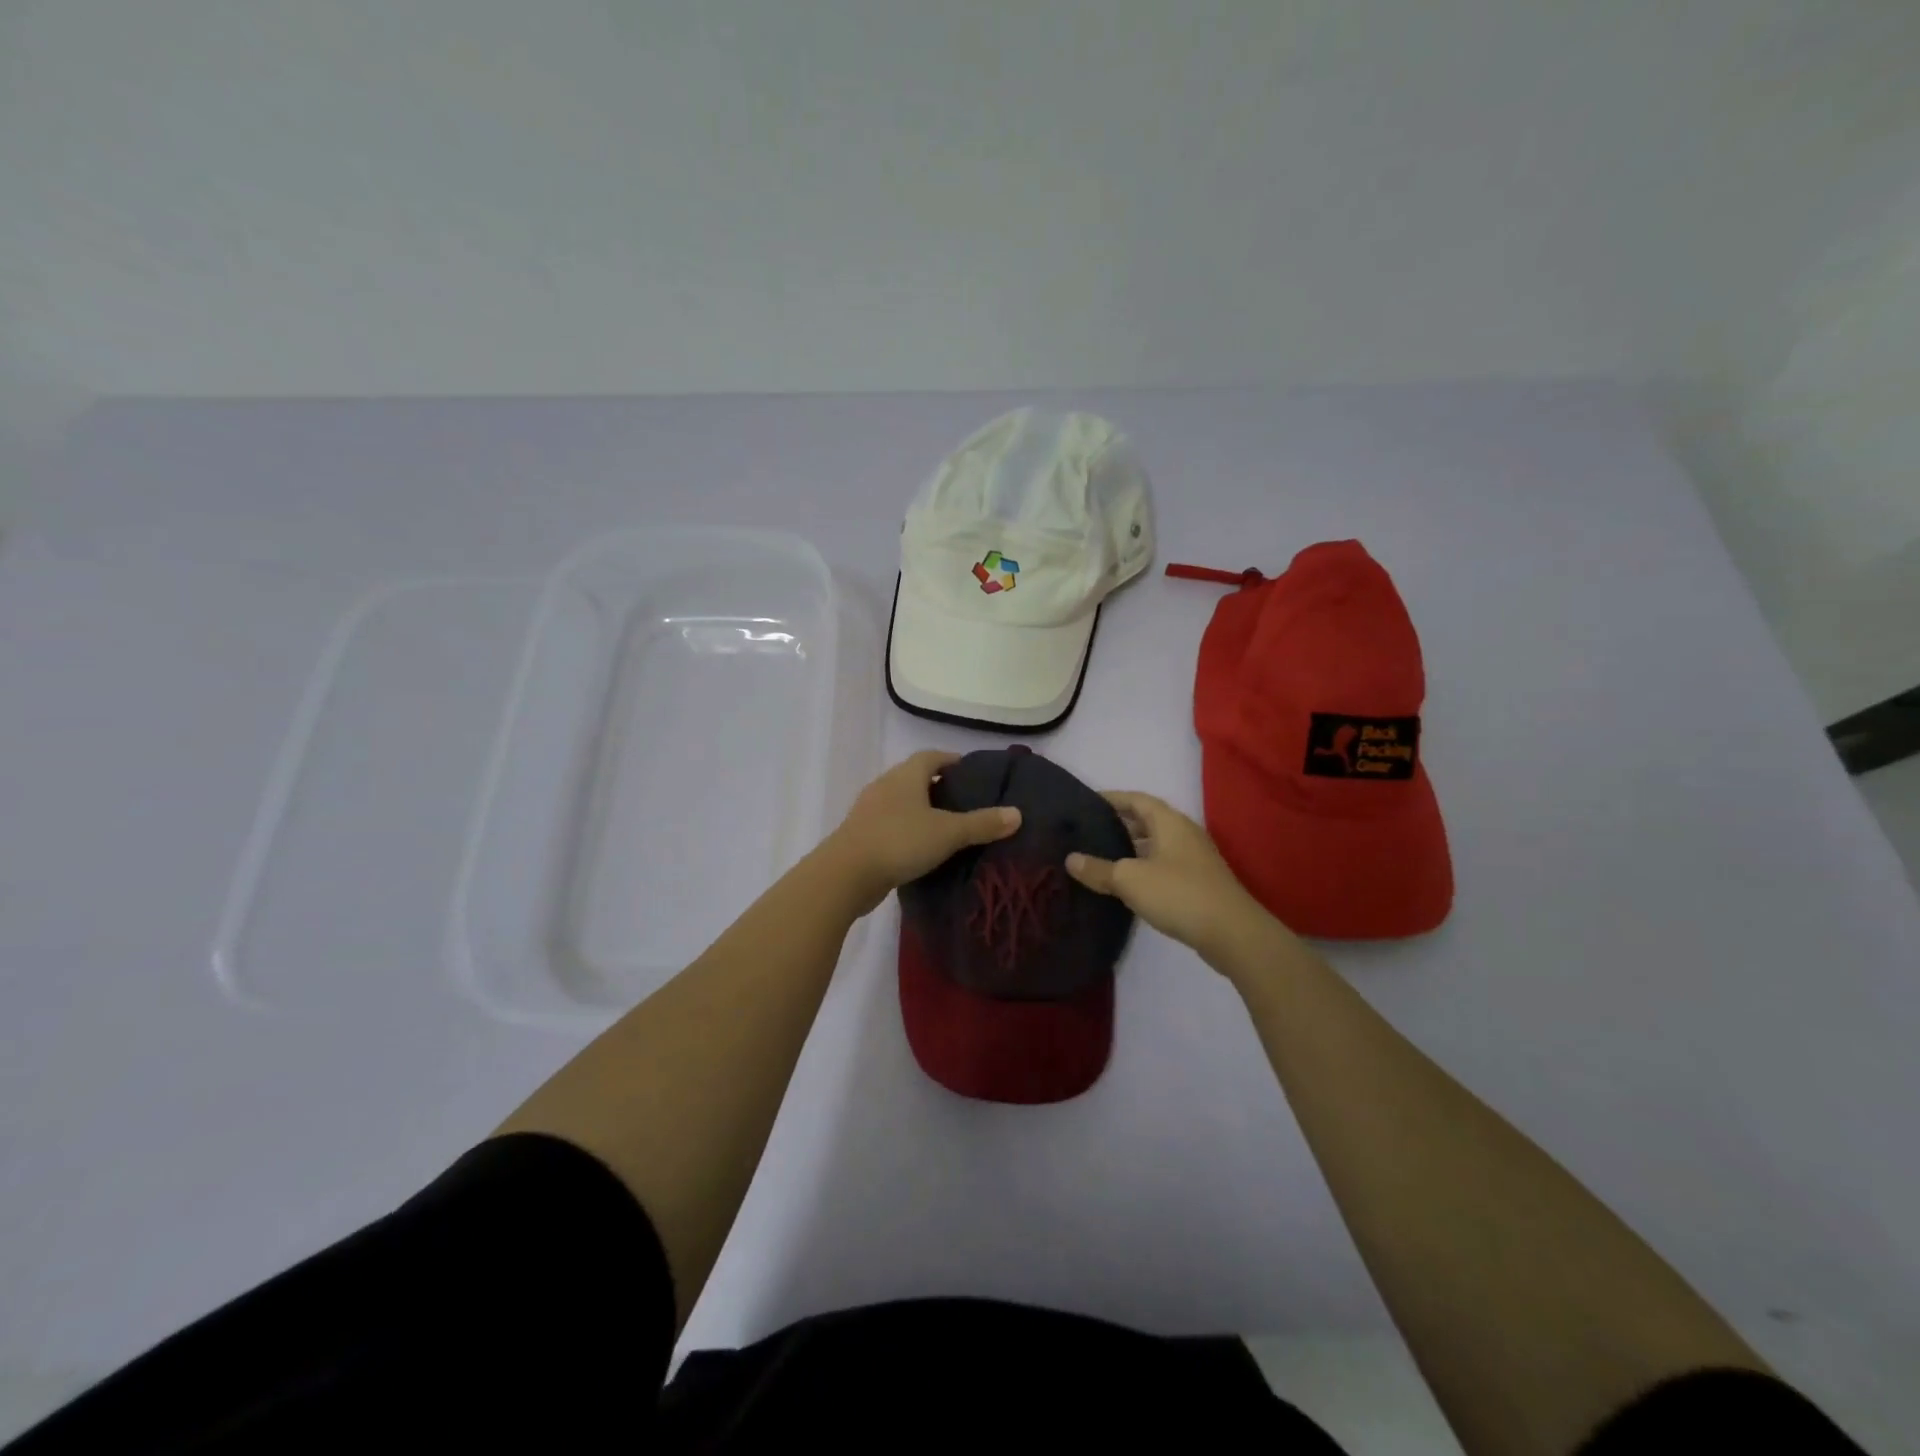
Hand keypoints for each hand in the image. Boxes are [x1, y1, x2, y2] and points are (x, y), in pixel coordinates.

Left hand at [823, 751, 1020, 914]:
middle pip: (914, 778)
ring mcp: (868, 811)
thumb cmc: (899, 842)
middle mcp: (885, 786)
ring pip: (900, 802)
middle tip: (964, 801)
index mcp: (905, 776)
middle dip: (938, 786)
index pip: (931, 757)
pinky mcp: (860, 835)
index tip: (971, 772)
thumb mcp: (948, 833)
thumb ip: (982, 823)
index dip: (951, 760)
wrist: (845, 875)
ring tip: (946, 826)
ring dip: (920, 810)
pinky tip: (920, 849)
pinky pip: (890, 825)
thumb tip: (1018, 814)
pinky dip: (907, 830)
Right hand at [1065, 791, 1287, 975]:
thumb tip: (1070, 859)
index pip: (1136, 799)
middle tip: (1087, 830)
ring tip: (1101, 855)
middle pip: (1147, 820)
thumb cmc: (1178, 894)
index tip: (1086, 802)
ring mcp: (1194, 859)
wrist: (1232, 933)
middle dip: (1119, 823)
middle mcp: (1184, 833)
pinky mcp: (1198, 882)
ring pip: (1156, 844)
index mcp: (1169, 822)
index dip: (1112, 798)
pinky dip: (1143, 866)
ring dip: (1131, 847)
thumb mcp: (1130, 879)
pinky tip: (1126, 883)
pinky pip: (1164, 865)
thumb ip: (1099, 869)